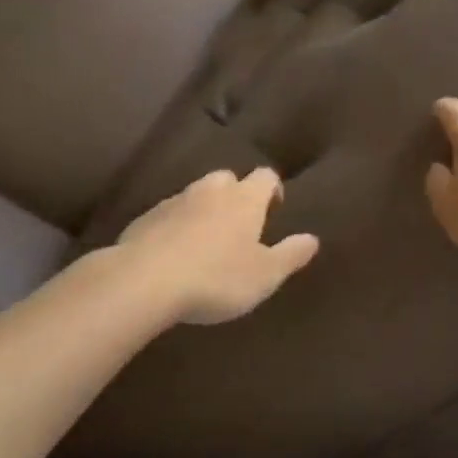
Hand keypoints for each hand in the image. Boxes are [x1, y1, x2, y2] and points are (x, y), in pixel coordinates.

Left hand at [115, 169, 318, 325]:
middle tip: (239, 225)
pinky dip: (176, 226)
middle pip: (229, 179)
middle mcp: (212, 190)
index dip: (272, 189)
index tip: (274, 209)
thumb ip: (290, 255)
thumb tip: (313, 238)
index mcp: (245, 198)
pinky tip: (173, 253)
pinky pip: (169, 215)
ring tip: (206, 240)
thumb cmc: (216, 277)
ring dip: (204, 209)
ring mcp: (176, 200)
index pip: (266, 176)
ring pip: (197, 195)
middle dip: (236, 195)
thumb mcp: (264, 275)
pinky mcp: (146, 218)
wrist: (144, 281)